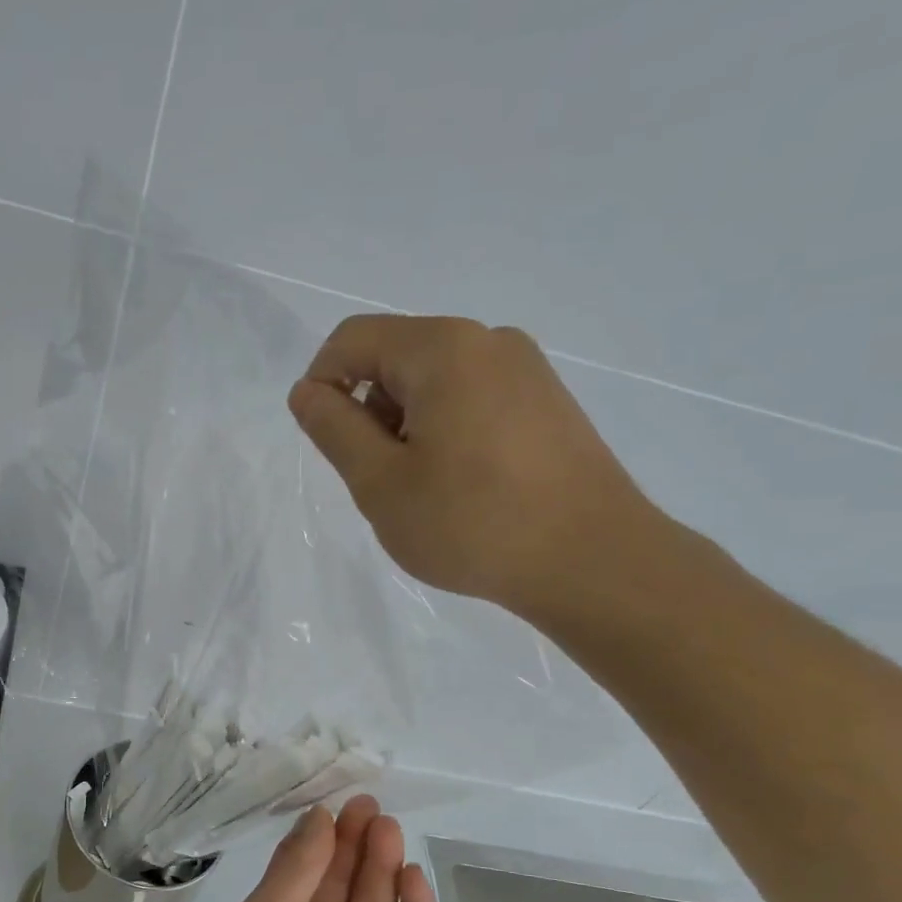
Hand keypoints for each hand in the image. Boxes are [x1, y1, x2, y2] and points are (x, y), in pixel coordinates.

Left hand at [191, 796, 436, 901]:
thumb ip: (296, 870)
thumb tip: (319, 816)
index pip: (308, 866)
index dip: (326, 834)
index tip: (343, 801)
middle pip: (346, 880)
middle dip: (358, 843)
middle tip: (373, 808)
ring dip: (385, 867)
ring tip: (390, 830)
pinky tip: (414, 876)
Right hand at [287, 314, 660, 621]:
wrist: (593, 561)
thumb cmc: (472, 523)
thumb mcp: (380, 483)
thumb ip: (334, 429)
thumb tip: (308, 391)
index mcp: (442, 348)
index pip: (352, 340)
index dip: (321, 384)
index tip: (327, 444)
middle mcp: (488, 340)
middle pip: (396, 357)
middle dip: (370, 411)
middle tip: (382, 480)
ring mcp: (527, 369)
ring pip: (435, 381)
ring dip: (408, 425)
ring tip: (425, 489)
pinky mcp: (549, 402)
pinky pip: (474, 398)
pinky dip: (447, 430)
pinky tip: (464, 486)